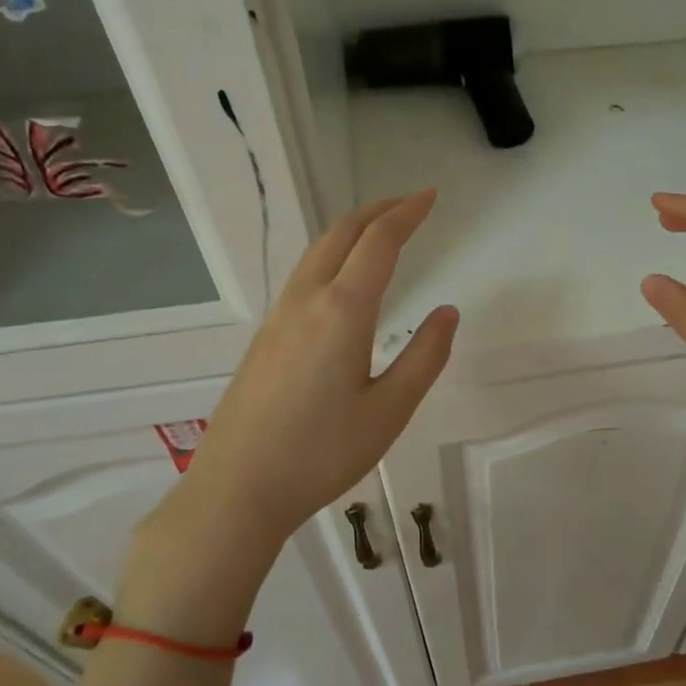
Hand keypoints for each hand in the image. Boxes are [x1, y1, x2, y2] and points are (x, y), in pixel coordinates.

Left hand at [118, 191, 456, 638]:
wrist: (237, 489)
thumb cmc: (321, 453)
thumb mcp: (389, 410)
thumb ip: (425, 357)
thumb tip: (447, 313)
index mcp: (342, 311)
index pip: (379, 242)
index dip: (407, 213)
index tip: (430, 197)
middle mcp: (306, 300)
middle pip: (341, 233)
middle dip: (378, 210)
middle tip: (411, 204)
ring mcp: (279, 316)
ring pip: (317, 251)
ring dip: (352, 229)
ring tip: (381, 230)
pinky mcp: (265, 336)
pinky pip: (304, 274)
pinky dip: (332, 253)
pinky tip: (342, 277)